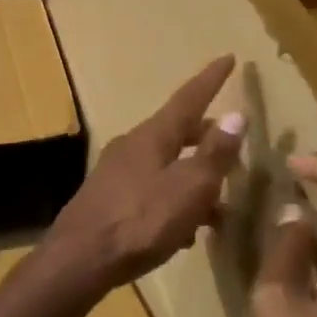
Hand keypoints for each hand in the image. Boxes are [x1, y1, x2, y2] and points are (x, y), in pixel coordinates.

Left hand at [47, 56, 243, 289]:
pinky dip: (174, 201)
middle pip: (176, 132)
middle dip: (207, 138)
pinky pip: (151, 190)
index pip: (188, 98)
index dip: (211, 79)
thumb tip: (236, 115)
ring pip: (165, 164)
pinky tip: (185, 231)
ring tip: (219, 205)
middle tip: (233, 149)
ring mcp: (116, 173)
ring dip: (193, 178)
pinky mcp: (109, 200)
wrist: (80, 259)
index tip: (229, 57)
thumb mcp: (188, 188)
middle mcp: (131, 146)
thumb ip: (213, 154)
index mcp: (152, 136)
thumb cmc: (140, 221)